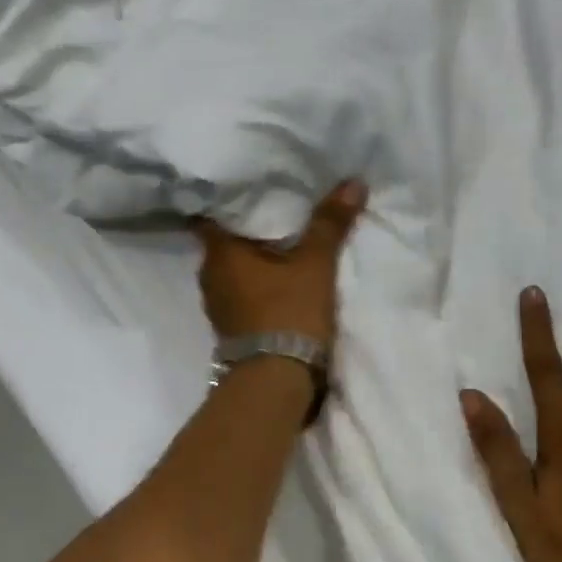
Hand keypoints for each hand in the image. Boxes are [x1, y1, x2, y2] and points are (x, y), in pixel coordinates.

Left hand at [195, 181, 367, 344]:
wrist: (277, 380)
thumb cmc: (288, 311)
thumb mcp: (315, 264)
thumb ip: (330, 223)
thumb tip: (353, 181)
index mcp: (218, 252)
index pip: (210, 212)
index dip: (226, 197)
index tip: (246, 184)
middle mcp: (209, 275)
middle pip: (223, 240)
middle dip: (245, 226)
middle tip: (271, 205)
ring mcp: (217, 304)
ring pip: (232, 268)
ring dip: (251, 257)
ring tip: (277, 238)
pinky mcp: (230, 326)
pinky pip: (239, 290)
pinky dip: (254, 280)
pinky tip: (276, 275)